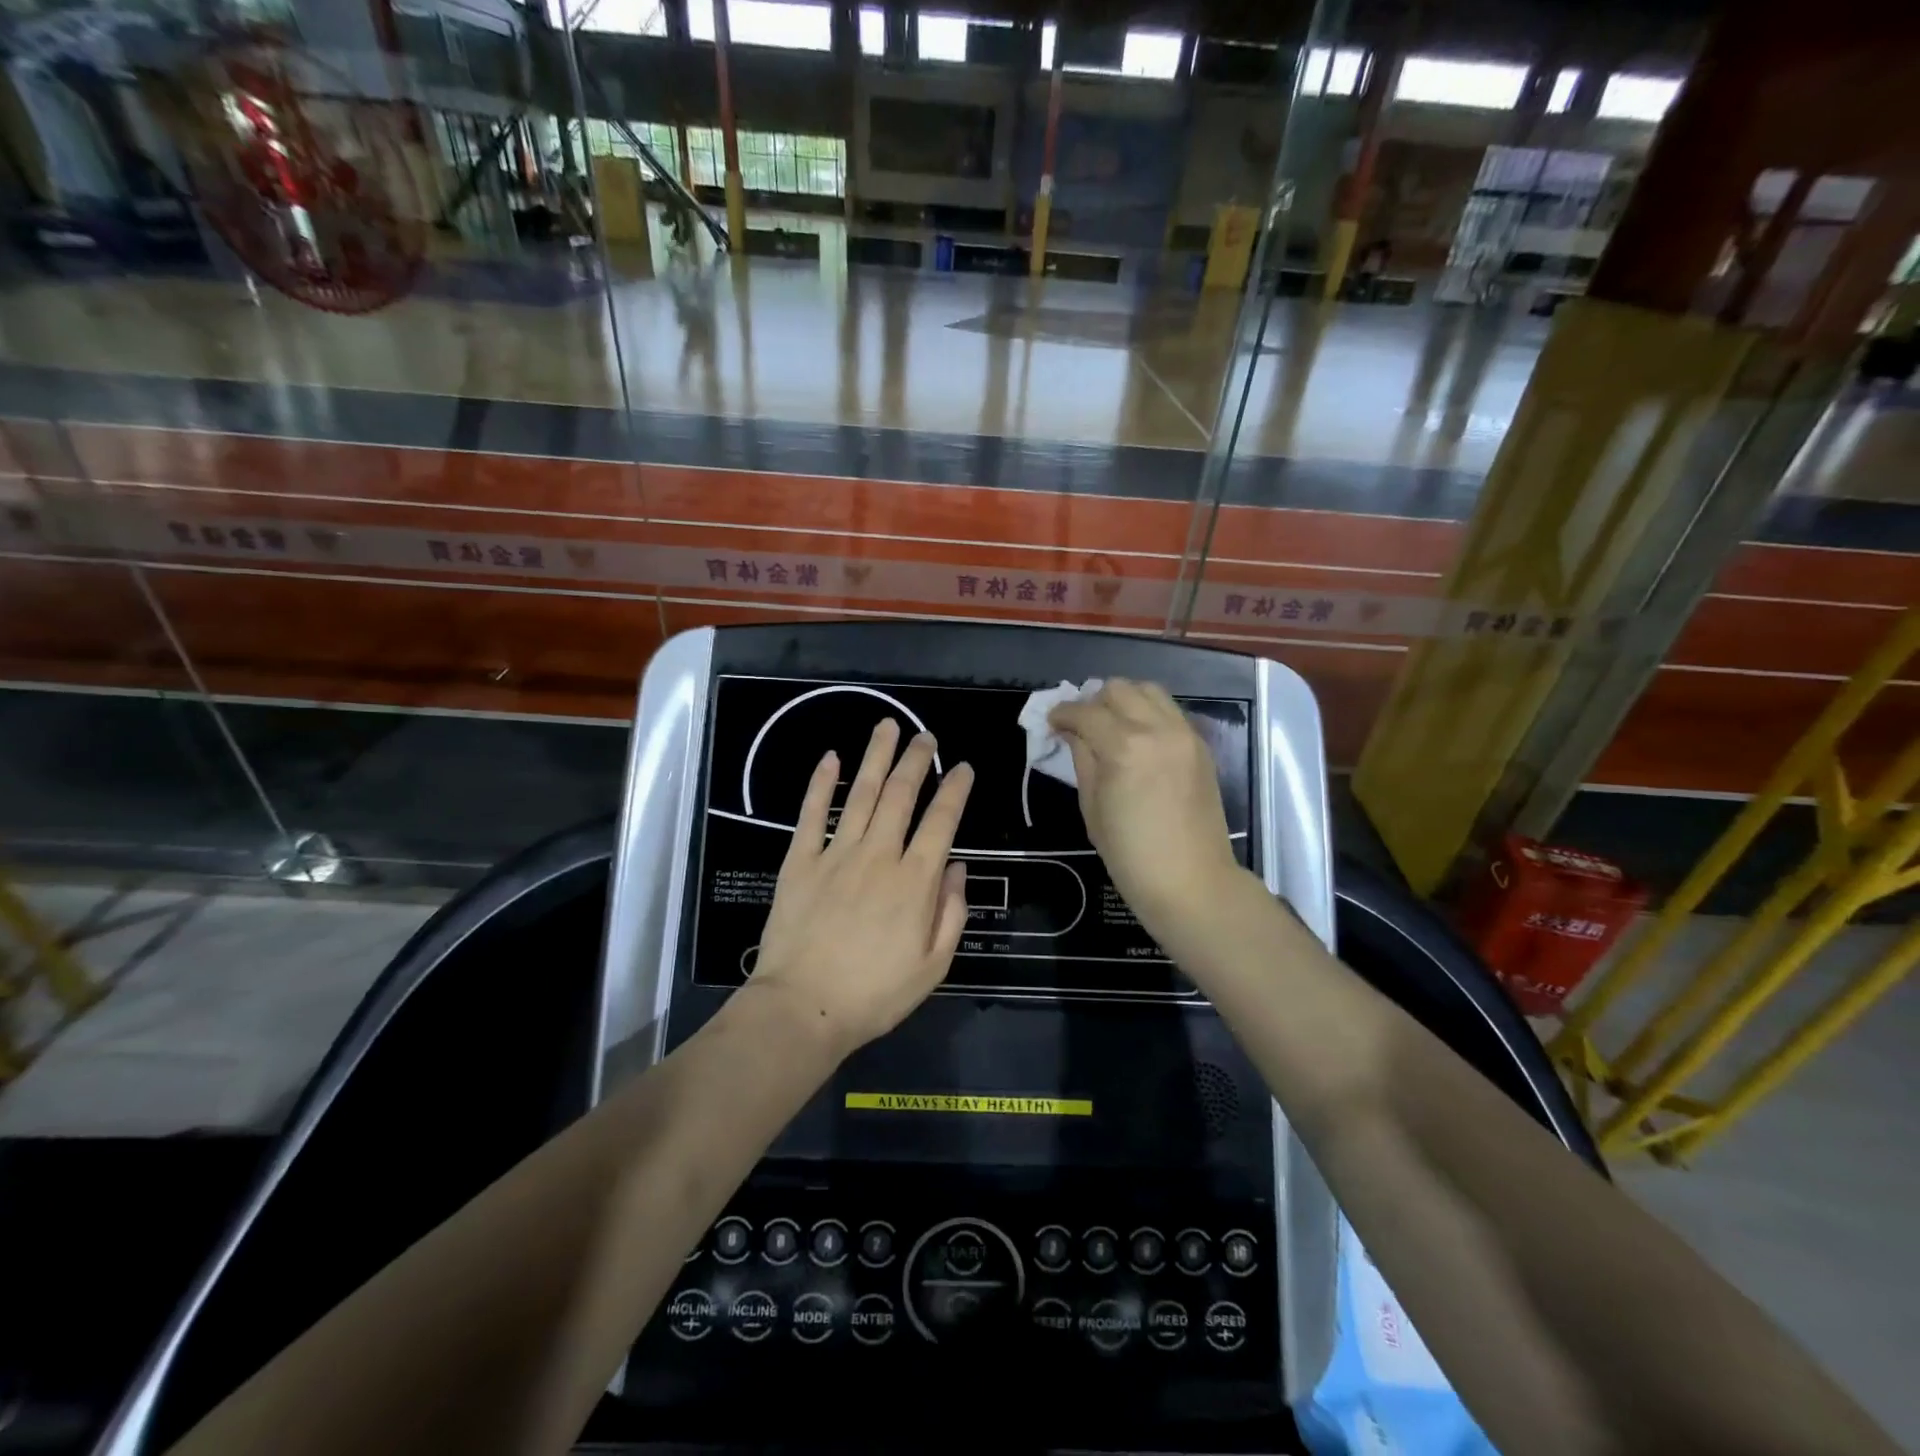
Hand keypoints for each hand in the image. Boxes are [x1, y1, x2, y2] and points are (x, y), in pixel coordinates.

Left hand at [749, 719, 974, 1057]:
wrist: (803, 1008)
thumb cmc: (874, 994)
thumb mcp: (933, 965)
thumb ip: (951, 912)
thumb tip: (956, 867)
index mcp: (915, 881)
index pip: (941, 822)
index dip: (955, 790)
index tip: (963, 768)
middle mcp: (879, 855)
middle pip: (901, 795)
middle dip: (917, 760)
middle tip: (926, 735)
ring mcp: (837, 854)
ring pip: (861, 793)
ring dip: (876, 757)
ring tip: (887, 726)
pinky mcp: (801, 861)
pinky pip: (813, 814)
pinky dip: (822, 783)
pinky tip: (831, 757)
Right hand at [1049, 679, 1244, 941]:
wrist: (1191, 882)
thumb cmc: (1130, 855)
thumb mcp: (1092, 807)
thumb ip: (1082, 759)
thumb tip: (1072, 732)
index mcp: (1125, 747)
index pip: (1085, 712)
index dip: (1062, 714)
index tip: (1052, 723)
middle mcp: (1158, 729)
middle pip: (1118, 689)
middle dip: (1093, 702)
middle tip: (1082, 726)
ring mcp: (1184, 734)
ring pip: (1149, 690)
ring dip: (1124, 701)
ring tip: (1111, 726)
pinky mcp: (1200, 745)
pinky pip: (1169, 711)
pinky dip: (1148, 713)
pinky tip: (1138, 739)